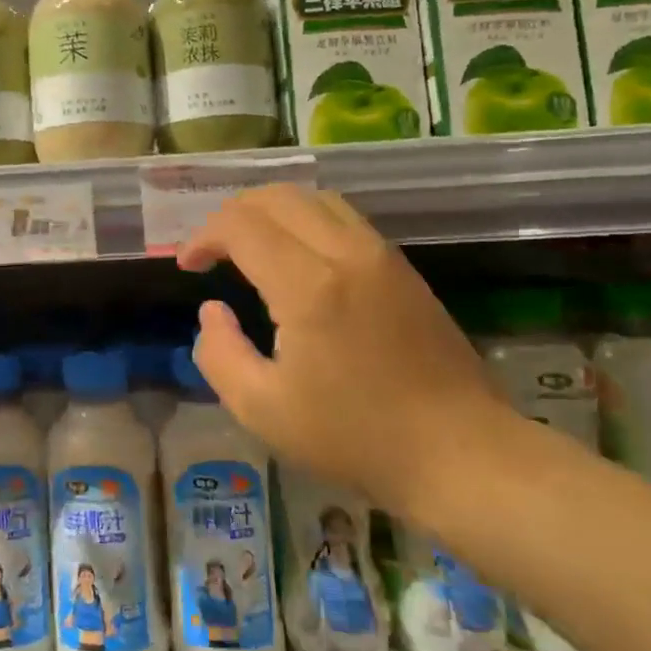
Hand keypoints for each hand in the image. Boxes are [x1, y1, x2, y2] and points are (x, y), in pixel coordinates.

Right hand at [178, 185, 524, 525]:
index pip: (241, 225)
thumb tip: (211, 311)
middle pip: (277, 196)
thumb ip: (219, 354)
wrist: (461, 454)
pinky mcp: (403, 268)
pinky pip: (344, 218)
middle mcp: (346, 253)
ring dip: (271, 210)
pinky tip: (296, 258)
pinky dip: (305, 220)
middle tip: (212, 250)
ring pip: (315, 198)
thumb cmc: (356, 438)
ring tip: (250, 245)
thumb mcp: (262, 410)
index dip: (203, 236)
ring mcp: (382, 255)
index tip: (188, 266)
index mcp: (309, 286)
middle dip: (232, 213)